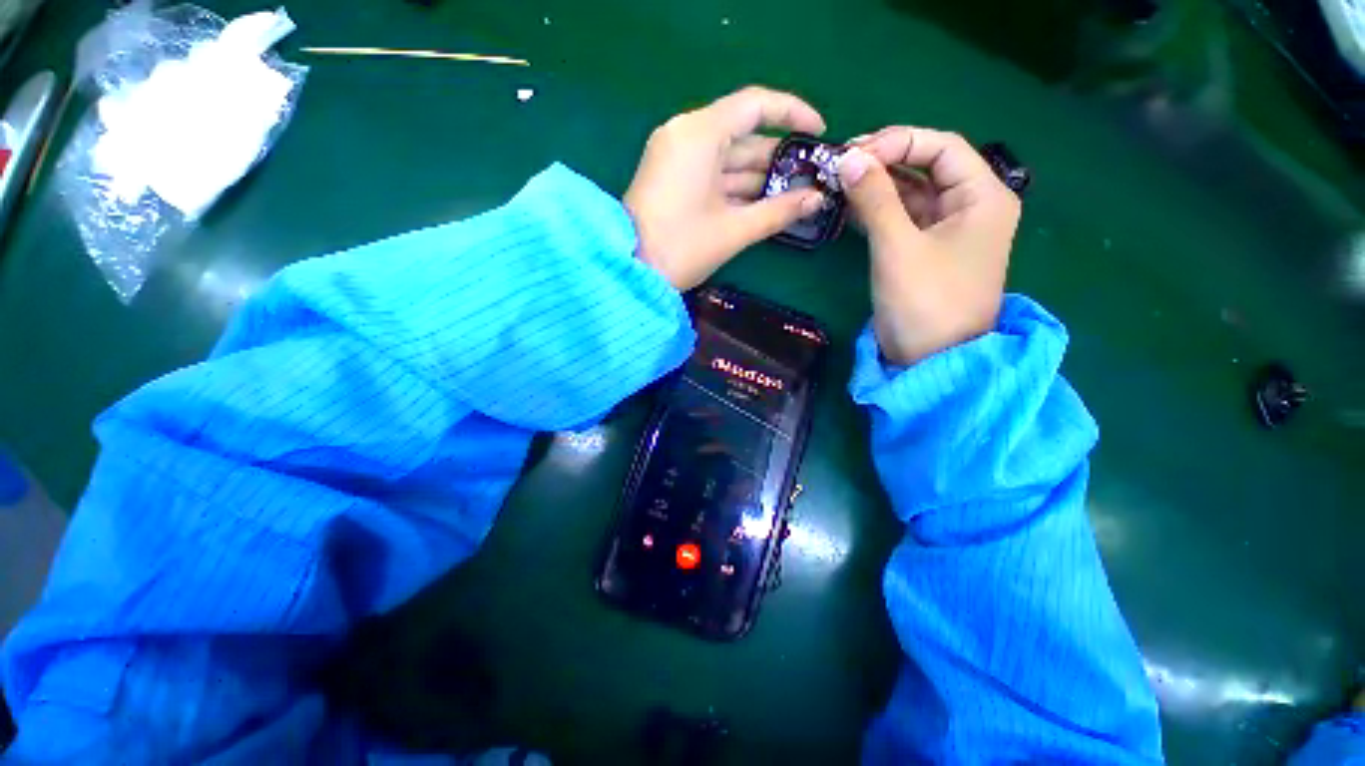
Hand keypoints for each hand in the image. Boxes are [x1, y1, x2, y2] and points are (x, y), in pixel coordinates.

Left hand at [625, 87, 828, 289]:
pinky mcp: (670, 179)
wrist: (628, 270)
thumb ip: (778, 212)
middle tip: (810, 178)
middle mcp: (687, 135)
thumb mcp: (734, 230)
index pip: (755, 105)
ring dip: (759, 178)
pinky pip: (711, 175)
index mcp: (700, 133)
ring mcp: (676, 158)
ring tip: (794, 196)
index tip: (819, 132)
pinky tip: (762, 204)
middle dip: (778, 159)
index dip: (792, 113)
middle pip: (742, 136)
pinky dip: (736, 188)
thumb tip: (817, 200)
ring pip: (727, 159)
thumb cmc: (682, 247)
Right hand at [838, 127, 1021, 365]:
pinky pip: (903, 218)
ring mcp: (948, 230)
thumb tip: (848, 159)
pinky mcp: (926, 250)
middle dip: (885, 161)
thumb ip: (875, 199)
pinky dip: (878, 211)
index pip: (941, 147)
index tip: (854, 154)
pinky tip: (850, 208)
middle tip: (841, 165)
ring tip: (839, 183)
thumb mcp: (898, 247)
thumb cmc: (924, 302)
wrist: (930, 359)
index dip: (897, 142)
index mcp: (982, 196)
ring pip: (912, 193)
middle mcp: (971, 206)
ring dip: (878, 186)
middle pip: (927, 167)